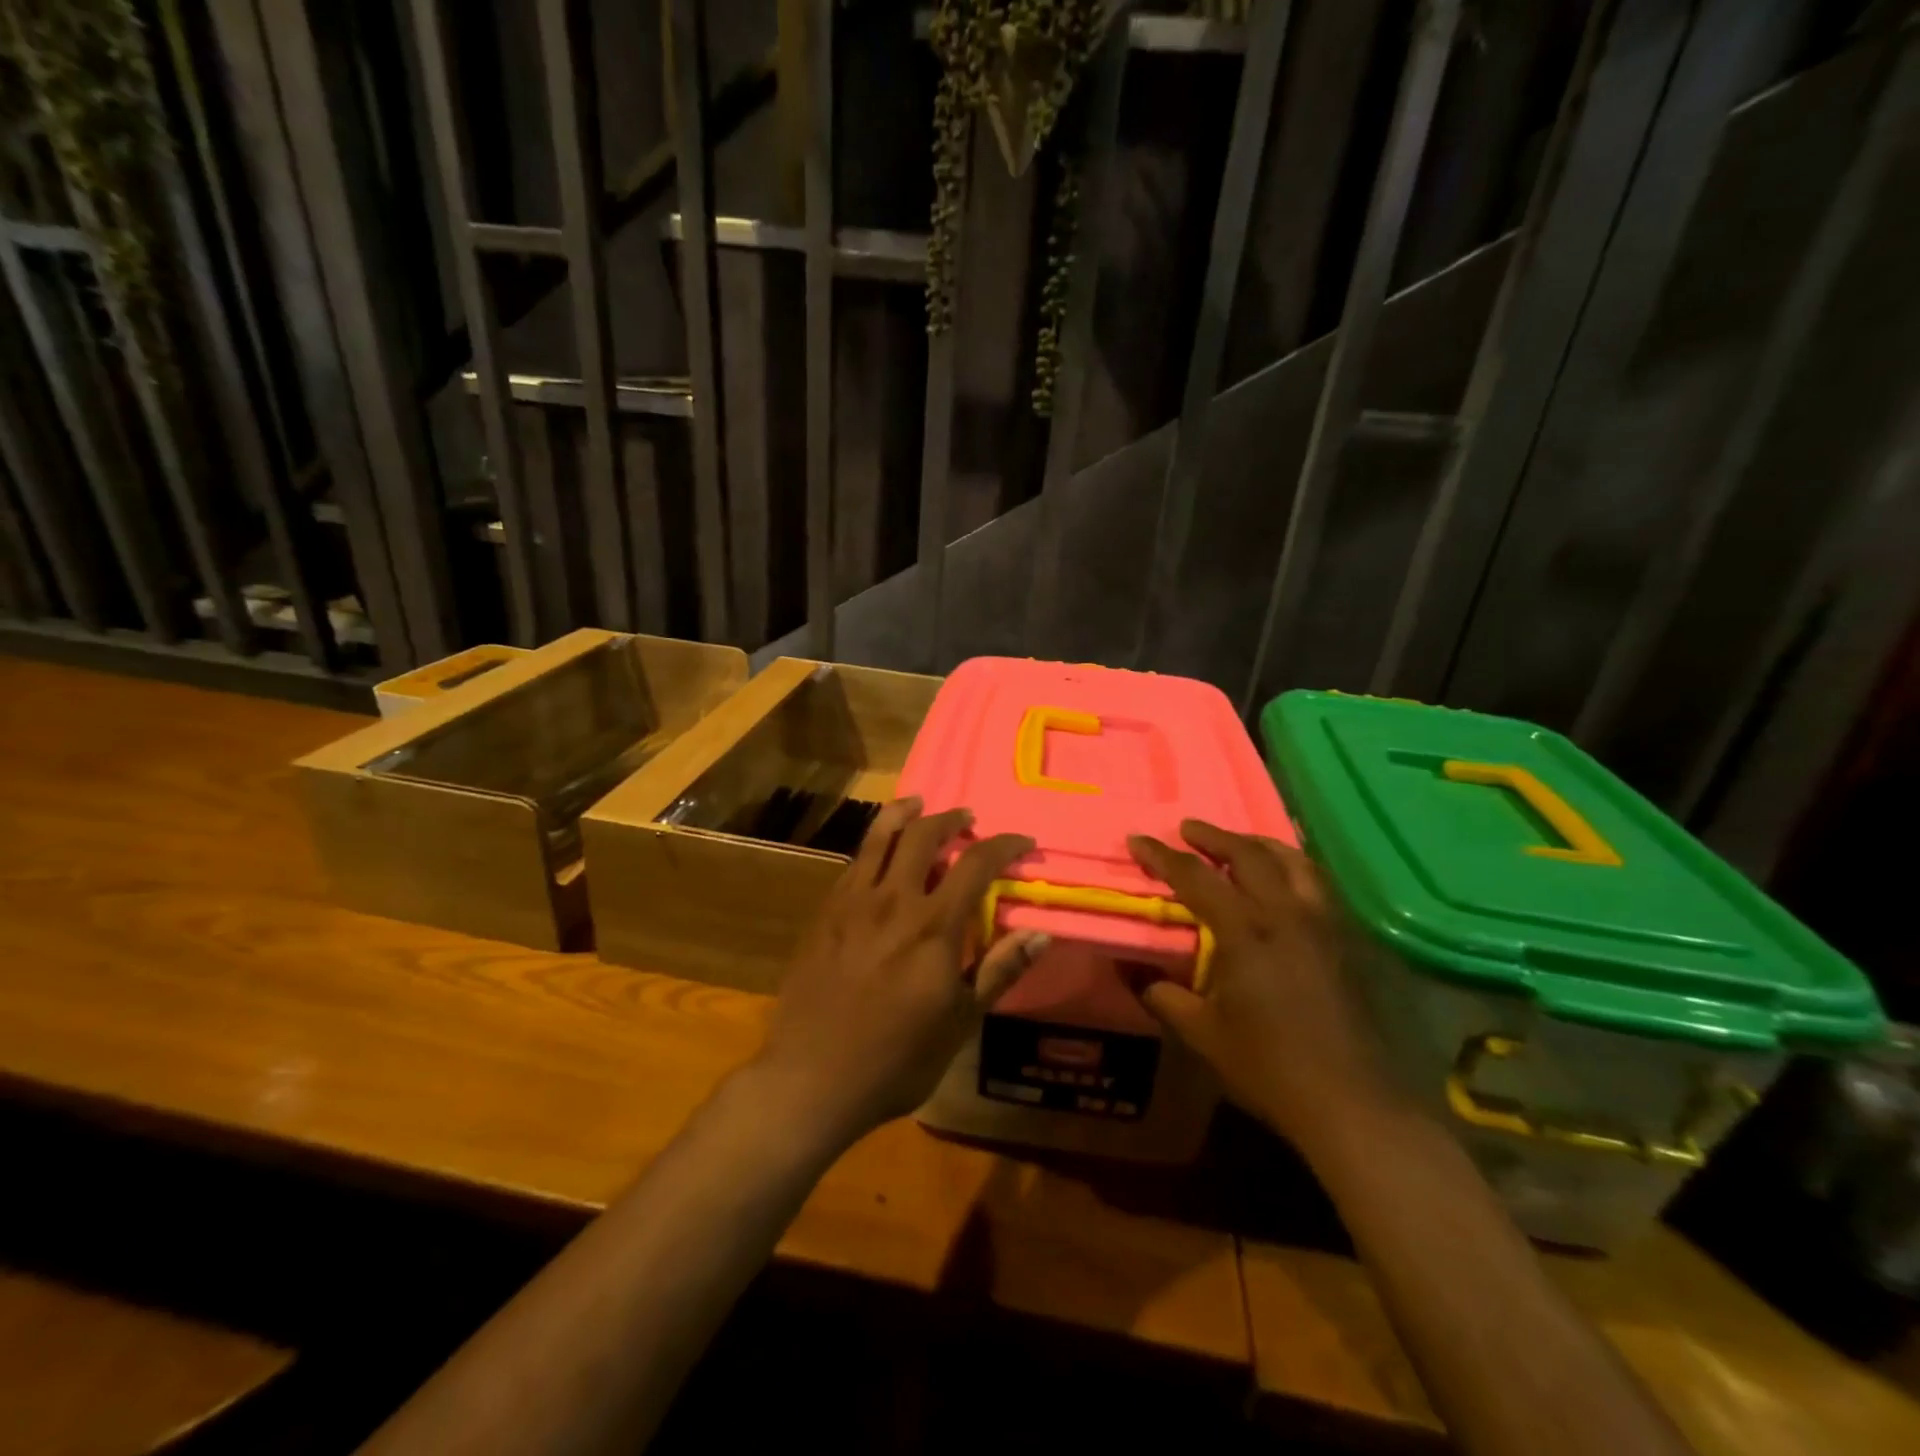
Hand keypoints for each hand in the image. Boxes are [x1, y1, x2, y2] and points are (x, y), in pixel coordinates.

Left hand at [754, 797, 1049, 1147]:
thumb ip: (999, 971)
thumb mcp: (960, 1022)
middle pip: (923, 835)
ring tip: (918, 804)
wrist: (812, 1077)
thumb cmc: (896, 1059)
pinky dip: (873, 844)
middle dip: (951, 819)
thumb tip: (1040, 933)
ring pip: (879, 836)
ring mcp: (852, 902)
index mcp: (934, 926)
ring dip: (905, 813)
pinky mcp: (825, 912)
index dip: (1003, 845)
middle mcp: (894, 900)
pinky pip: (854, 862)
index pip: (976, 864)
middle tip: (967, 820)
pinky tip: (879, 852)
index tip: (1021, 842)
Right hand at [1127, 821, 1402, 1150]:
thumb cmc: (1270, 1067)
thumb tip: (1130, 970)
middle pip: (1249, 853)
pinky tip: (1287, 881)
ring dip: (1259, 844)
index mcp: (1245, 931)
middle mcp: (1286, 914)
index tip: (1138, 839)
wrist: (1354, 1102)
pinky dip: (1294, 868)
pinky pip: (1319, 884)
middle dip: (1213, 836)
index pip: (1195, 877)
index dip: (1162, 855)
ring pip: (1294, 861)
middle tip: (1188, 829)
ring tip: (1240, 843)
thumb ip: (1163, 995)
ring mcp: (1325, 924)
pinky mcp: (1349, 941)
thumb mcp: (1203, 1033)